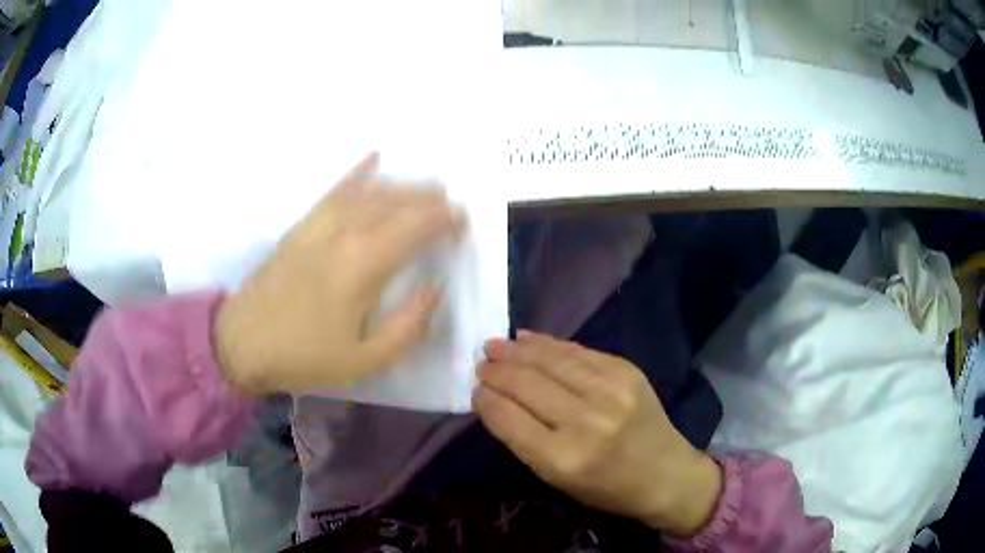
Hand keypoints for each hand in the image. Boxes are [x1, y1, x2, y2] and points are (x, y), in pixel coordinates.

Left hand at [215, 154, 464, 394]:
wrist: (242, 342)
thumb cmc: (304, 355)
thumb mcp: (365, 358)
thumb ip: (408, 324)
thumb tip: (434, 288)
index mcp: (364, 265)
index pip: (416, 227)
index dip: (445, 220)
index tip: (463, 222)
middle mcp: (344, 233)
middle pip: (396, 202)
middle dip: (429, 199)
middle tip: (450, 204)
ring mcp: (319, 224)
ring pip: (369, 191)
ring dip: (402, 186)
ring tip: (424, 189)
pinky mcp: (301, 225)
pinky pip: (334, 190)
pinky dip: (356, 172)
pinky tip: (373, 158)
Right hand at [474, 331, 721, 536]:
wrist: (666, 474)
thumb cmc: (607, 488)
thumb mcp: (557, 479)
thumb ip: (525, 440)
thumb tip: (496, 400)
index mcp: (562, 459)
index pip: (509, 419)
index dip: (486, 400)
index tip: (475, 390)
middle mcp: (585, 421)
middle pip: (526, 385)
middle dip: (497, 371)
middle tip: (481, 362)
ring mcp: (610, 391)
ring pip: (550, 361)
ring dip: (517, 351)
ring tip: (495, 345)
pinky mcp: (626, 371)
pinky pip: (578, 351)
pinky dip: (549, 344)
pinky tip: (529, 339)